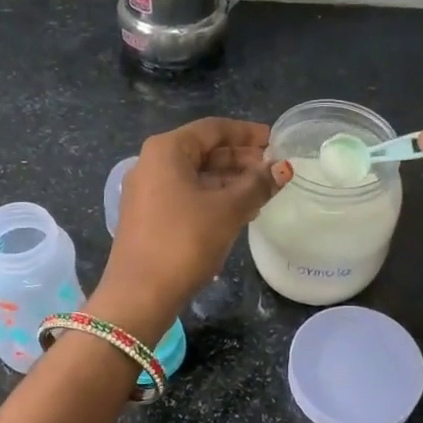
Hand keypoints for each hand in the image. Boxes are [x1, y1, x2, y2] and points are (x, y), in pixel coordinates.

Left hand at [90, 117, 290, 338]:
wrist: (140, 294)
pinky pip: (187, 195)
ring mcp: (148, 191)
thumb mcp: (228, 210)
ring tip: (264, 191)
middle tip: (274, 168)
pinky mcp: (149, 216)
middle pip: (204, 151)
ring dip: (230, 180)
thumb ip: (257, 185)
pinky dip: (214, 197)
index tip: (275, 140)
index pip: (213, 128)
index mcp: (167, 150)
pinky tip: (241, 211)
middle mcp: (152, 163)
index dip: (247, 133)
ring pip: (196, 175)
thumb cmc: (184, 241)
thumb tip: (283, 168)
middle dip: (240, 158)